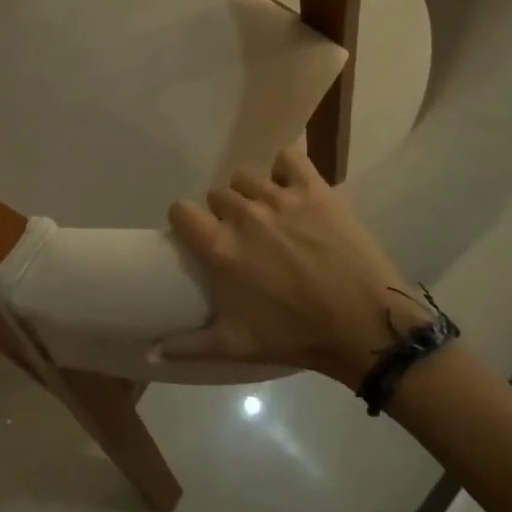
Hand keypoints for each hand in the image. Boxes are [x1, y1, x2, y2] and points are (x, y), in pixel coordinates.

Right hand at [154, 148, 436, 385]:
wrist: (365, 326)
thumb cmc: (297, 336)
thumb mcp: (237, 345)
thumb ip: (188, 344)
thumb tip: (146, 354)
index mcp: (220, 248)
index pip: (181, 210)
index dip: (186, 221)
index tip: (198, 235)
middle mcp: (243, 215)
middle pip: (217, 194)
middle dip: (224, 212)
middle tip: (244, 236)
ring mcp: (280, 198)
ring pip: (247, 176)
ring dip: (252, 193)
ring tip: (269, 214)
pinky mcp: (314, 189)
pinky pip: (289, 157)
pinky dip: (286, 167)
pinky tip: (292, 186)